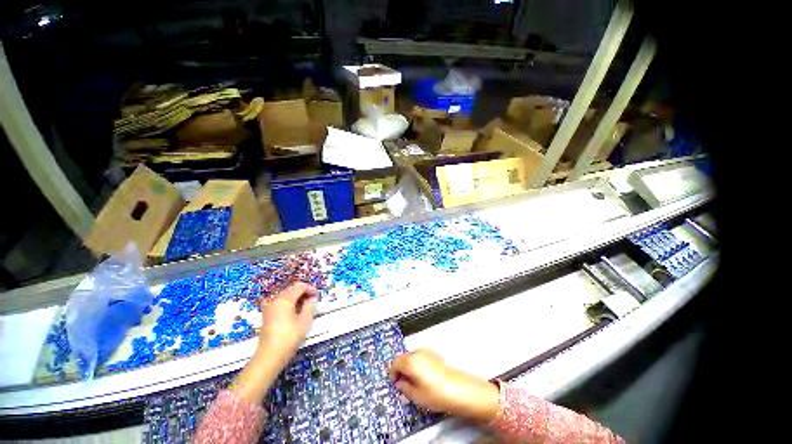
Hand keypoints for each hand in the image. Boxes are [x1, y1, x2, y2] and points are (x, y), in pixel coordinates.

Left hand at [233, 282, 317, 403]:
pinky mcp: (267, 314)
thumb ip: (309, 306)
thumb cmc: (289, 337)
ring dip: (296, 297)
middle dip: (303, 292)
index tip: (316, 296)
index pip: (300, 286)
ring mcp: (269, 306)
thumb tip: (311, 298)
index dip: (310, 289)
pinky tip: (294, 312)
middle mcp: (275, 300)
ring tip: (305, 307)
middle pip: (292, 289)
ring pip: (286, 295)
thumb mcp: (305, 320)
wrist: (270, 355)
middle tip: (312, 301)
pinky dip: (289, 303)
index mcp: (285, 299)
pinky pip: (280, 302)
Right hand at [389, 349, 499, 422]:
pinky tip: (423, 378)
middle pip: (403, 358)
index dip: (392, 373)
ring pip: (412, 357)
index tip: (394, 382)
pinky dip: (418, 364)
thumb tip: (400, 384)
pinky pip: (421, 357)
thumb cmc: (439, 393)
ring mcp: (428, 353)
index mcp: (411, 361)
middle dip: (401, 369)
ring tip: (413, 382)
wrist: (459, 390)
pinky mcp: (435, 355)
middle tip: (402, 383)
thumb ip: (404, 388)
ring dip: (409, 367)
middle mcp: (418, 353)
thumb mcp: (416, 396)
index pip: (395, 363)